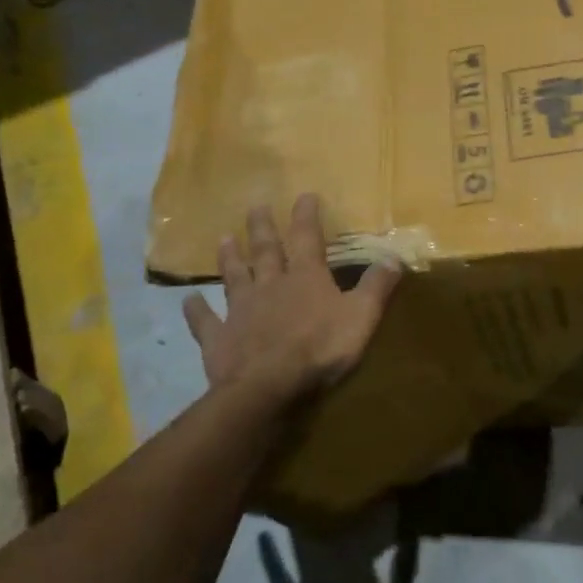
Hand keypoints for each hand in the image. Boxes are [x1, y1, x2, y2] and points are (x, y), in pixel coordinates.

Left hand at [183, 194, 402, 403]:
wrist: (269, 387)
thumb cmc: (320, 349)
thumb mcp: (361, 317)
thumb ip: (376, 287)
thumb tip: (394, 257)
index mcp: (305, 278)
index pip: (307, 238)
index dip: (306, 215)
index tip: (304, 195)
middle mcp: (270, 285)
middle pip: (265, 250)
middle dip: (262, 227)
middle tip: (255, 206)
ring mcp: (240, 310)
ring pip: (234, 277)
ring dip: (230, 258)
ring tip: (223, 238)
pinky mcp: (219, 338)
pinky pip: (205, 321)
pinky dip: (196, 311)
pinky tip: (188, 301)